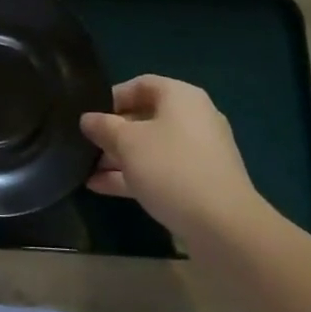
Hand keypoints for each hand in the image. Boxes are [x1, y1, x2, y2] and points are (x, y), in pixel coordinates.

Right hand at [82, 75, 266, 241]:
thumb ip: (104, 127)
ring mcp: (199, 153)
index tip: (90, 116)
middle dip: (114, 133)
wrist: (224, 226)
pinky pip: (162, 171)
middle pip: (146, 118)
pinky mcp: (201, 183)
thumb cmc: (171, 168)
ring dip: (120, 158)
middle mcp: (194, 118)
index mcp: (181, 97)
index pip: (141, 85)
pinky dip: (135, 176)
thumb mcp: (127, 143)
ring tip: (88, 171)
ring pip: (152, 148)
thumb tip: (87, 119)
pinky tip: (102, 188)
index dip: (112, 97)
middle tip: (87, 146)